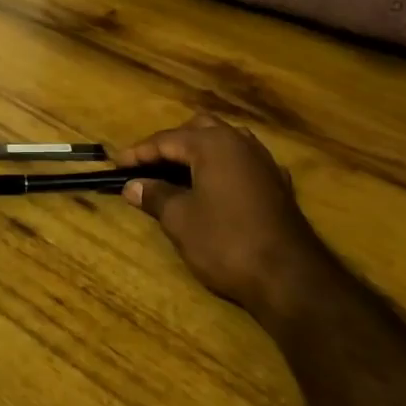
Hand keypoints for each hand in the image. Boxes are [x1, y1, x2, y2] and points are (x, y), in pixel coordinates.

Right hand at [120, 114, 327, 325]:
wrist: (288, 276)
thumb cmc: (225, 242)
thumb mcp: (180, 220)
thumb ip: (155, 196)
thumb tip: (133, 186)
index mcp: (213, 144)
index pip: (167, 140)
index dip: (139, 152)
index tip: (116, 164)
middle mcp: (240, 143)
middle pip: (199, 129)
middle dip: (171, 143)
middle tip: (149, 164)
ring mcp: (263, 162)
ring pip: (225, 141)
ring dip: (199, 150)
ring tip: (178, 171)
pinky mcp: (277, 184)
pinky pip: (242, 161)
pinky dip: (221, 166)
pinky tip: (213, 186)